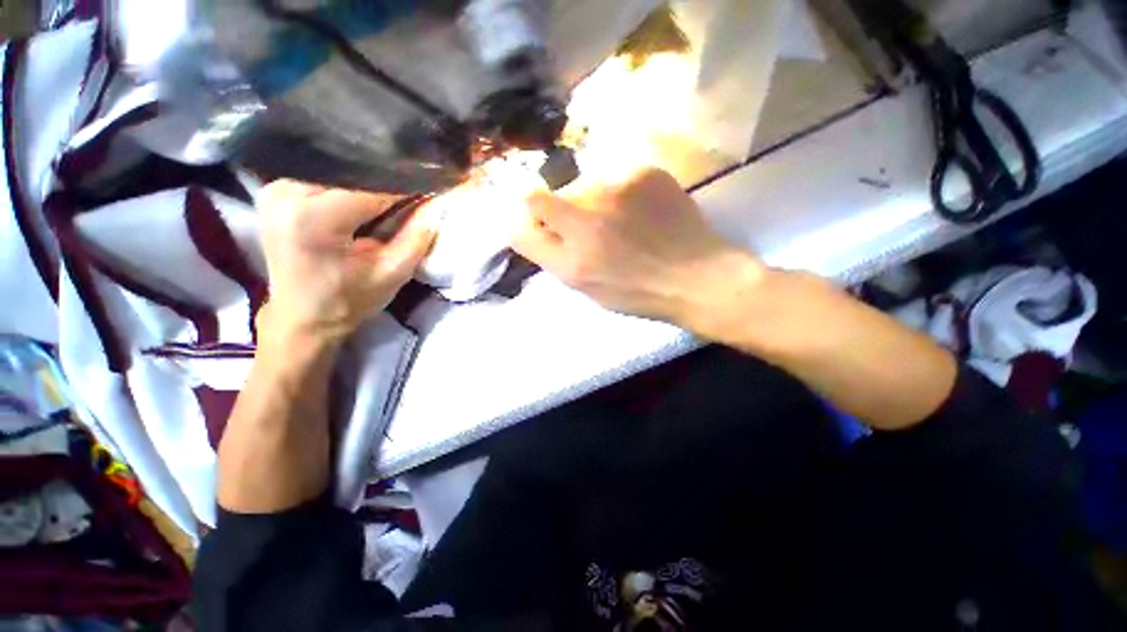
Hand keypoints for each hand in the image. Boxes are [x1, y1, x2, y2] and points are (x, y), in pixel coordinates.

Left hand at [256, 181, 435, 347]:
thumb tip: (438, 202)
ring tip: (394, 192)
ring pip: (339, 168)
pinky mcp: (275, 190)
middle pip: (353, 171)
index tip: (433, 187)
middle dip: (389, 179)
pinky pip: (323, 174)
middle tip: (416, 190)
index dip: (407, 186)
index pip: (372, 187)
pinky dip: (350, 182)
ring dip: (370, 178)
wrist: (302, 317)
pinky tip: (367, 193)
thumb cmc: (348, 301)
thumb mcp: (392, 274)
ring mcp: (276, 188)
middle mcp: (286, 192)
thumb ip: (418, 236)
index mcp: (314, 218)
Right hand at [513, 168, 763, 331]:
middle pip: (548, 196)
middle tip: (589, 230)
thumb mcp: (586, 286)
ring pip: (583, 185)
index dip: (530, 217)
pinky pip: (615, 175)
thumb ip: (551, 254)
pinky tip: (641, 210)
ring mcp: (617, 189)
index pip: (526, 213)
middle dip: (560, 212)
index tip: (543, 225)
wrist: (696, 277)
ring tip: (620, 222)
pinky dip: (620, 191)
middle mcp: (586, 218)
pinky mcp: (644, 172)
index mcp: (571, 256)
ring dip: (590, 201)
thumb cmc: (637, 292)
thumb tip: (529, 224)